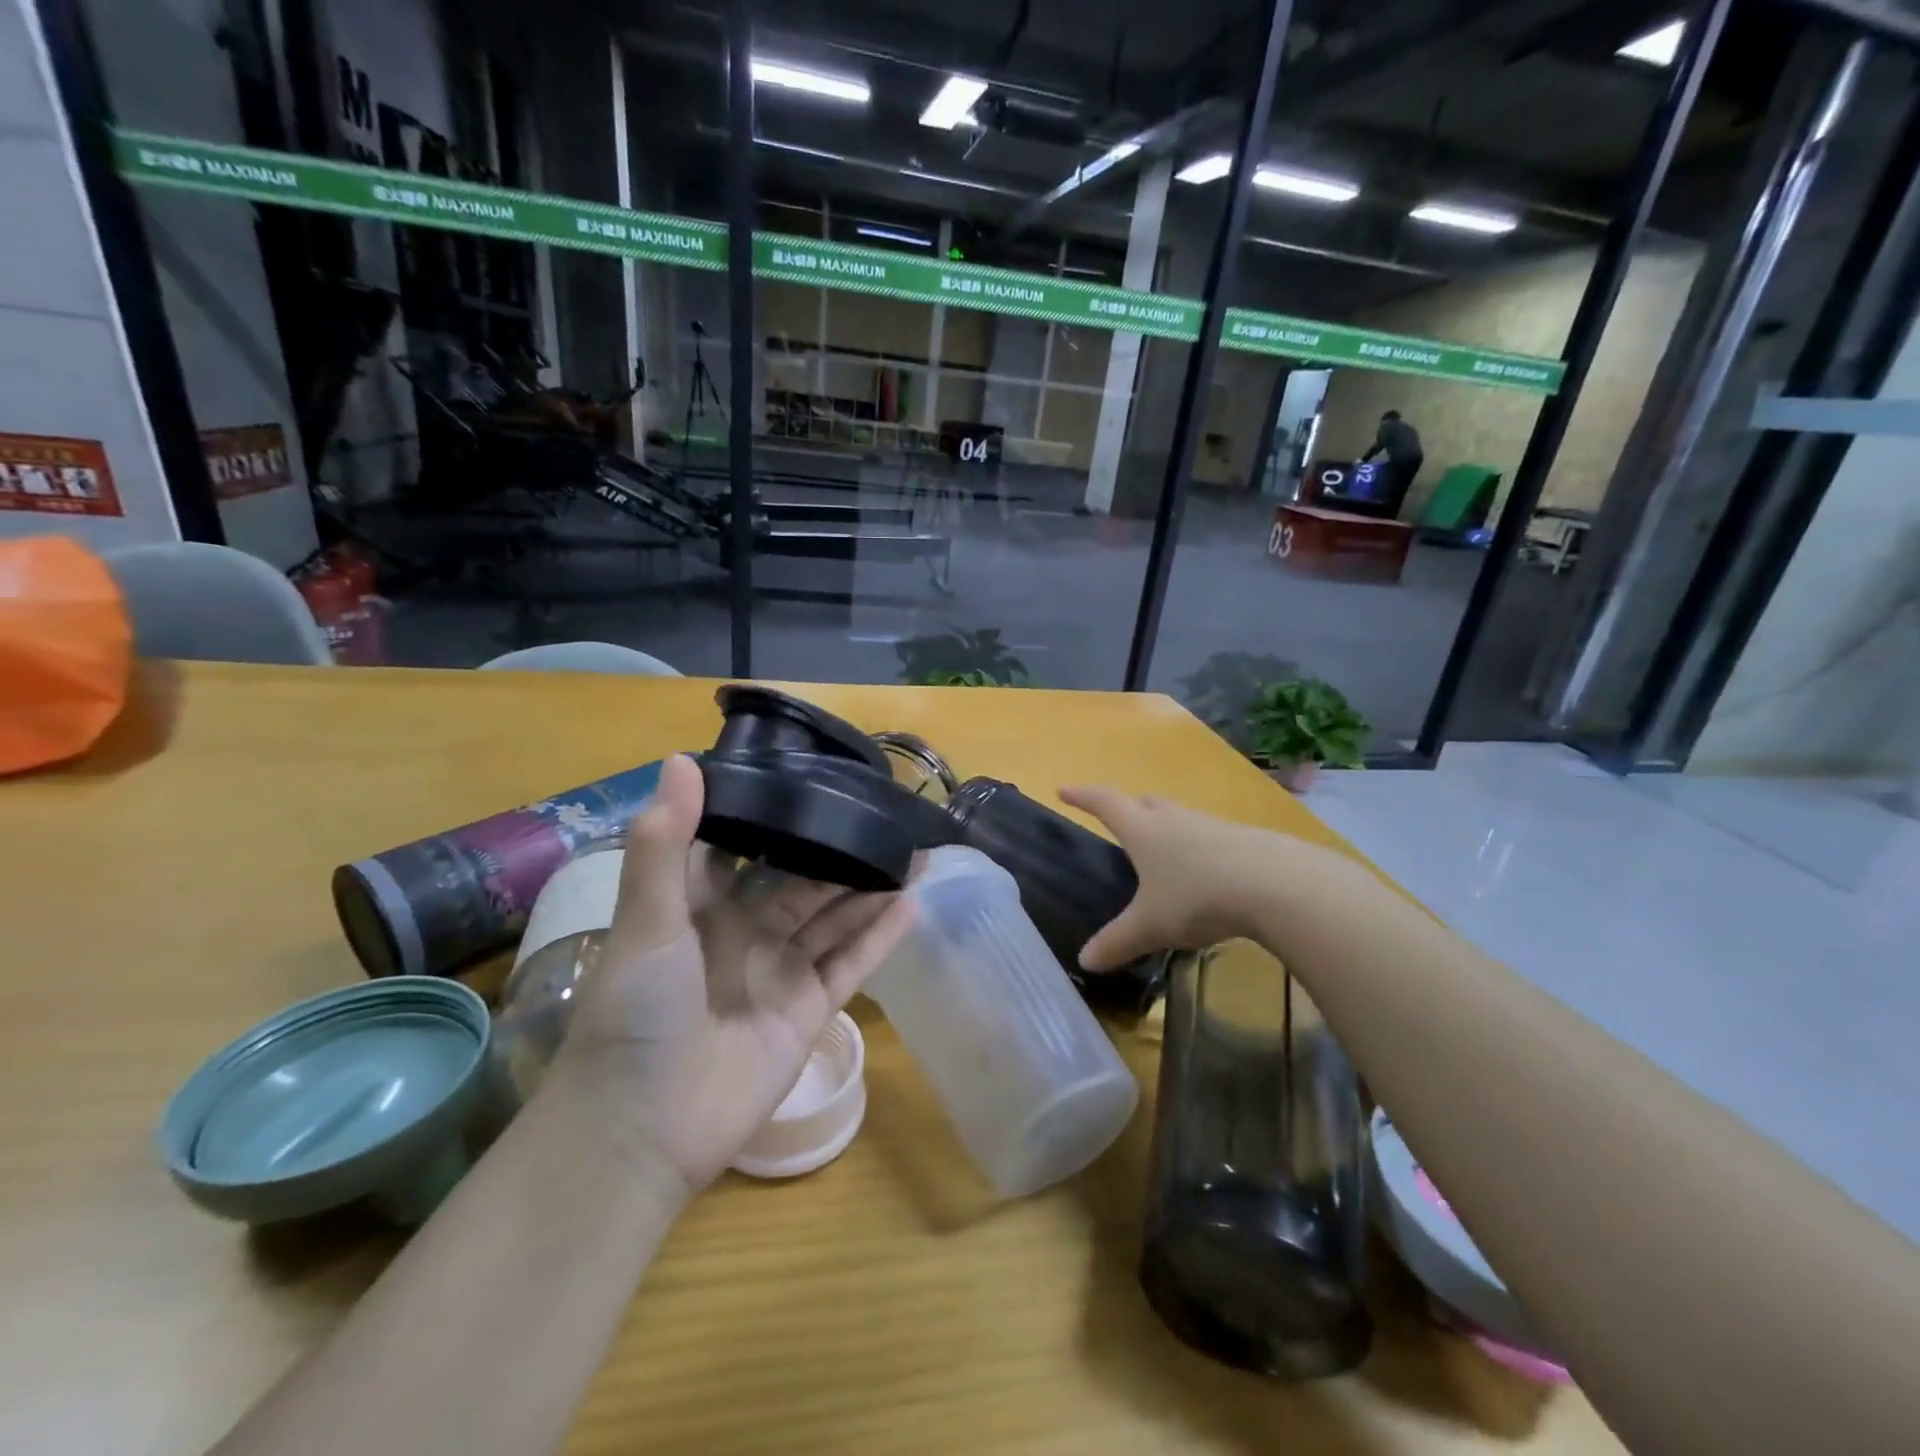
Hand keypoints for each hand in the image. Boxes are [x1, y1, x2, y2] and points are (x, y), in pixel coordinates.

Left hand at [550, 755, 916, 1195]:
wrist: (642, 1130)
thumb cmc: (637, 1013)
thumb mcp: (647, 921)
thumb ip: (664, 842)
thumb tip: (682, 758)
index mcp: (702, 906)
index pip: (745, 848)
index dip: (776, 815)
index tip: (814, 778)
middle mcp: (746, 933)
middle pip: (804, 882)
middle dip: (841, 852)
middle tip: (886, 815)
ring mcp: (780, 972)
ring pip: (835, 918)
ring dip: (871, 888)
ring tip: (916, 851)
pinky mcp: (808, 1010)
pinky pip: (852, 964)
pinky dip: (881, 937)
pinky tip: (914, 904)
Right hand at [1058, 786, 1279, 968]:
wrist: (1277, 885)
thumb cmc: (1198, 897)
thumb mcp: (1151, 926)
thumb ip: (1117, 941)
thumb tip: (1085, 960)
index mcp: (1144, 830)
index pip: (1105, 803)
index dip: (1082, 796)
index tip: (1064, 790)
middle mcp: (1176, 820)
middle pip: (1147, 803)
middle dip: (1130, 809)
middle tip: (1121, 821)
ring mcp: (1214, 827)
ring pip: (1183, 819)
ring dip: (1169, 828)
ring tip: (1166, 853)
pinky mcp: (1247, 841)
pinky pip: (1214, 838)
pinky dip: (1203, 850)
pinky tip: (1210, 874)